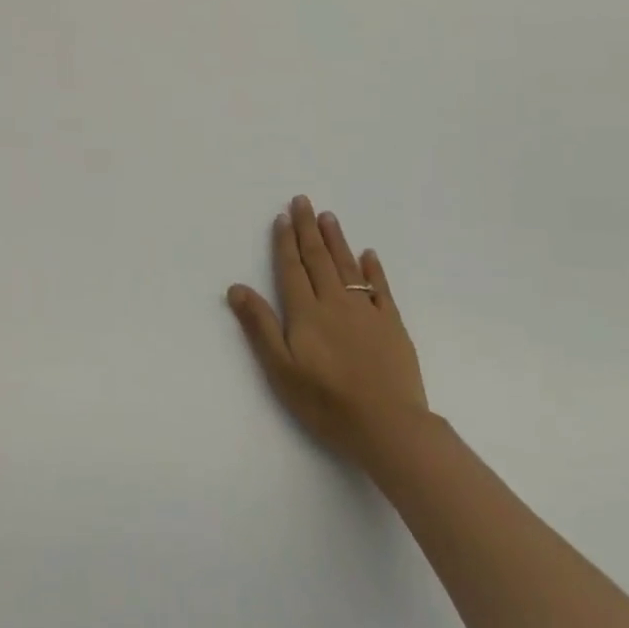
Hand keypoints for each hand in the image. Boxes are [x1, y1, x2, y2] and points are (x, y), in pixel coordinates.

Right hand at [227, 195, 429, 472]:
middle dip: (308, 228)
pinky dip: (372, 269)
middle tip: (303, 201)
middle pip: (318, 258)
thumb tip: (236, 287)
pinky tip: (368, 254)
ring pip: (347, 266)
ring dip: (336, 239)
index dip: (285, 242)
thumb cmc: (326, 402)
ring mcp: (366, 311)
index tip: (282, 217)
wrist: (388, 426)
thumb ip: (259, 325)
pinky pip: (380, 288)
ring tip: (328, 216)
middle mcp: (334, 303)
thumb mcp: (280, 369)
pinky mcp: (392, 325)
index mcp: (306, 312)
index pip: (291, 268)